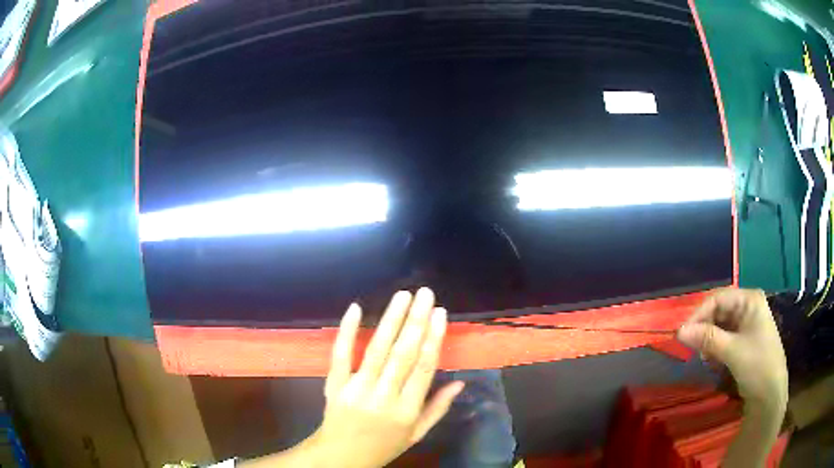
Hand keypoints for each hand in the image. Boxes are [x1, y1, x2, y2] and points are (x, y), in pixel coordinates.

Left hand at [307, 288, 462, 467]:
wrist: (341, 456)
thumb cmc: (383, 446)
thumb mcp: (416, 434)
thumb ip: (438, 408)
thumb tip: (460, 382)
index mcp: (406, 411)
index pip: (423, 369)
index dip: (433, 339)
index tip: (440, 313)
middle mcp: (383, 397)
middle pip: (402, 355)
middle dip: (415, 321)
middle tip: (425, 294)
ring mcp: (356, 389)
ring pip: (377, 350)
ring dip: (391, 320)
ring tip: (403, 296)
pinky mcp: (335, 385)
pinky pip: (340, 355)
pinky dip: (347, 331)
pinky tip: (356, 309)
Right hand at [677, 288, 787, 410]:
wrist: (770, 394)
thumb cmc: (757, 365)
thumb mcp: (732, 351)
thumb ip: (707, 339)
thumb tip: (678, 331)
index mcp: (750, 300)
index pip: (718, 298)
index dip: (699, 314)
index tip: (681, 334)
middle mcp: (748, 307)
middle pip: (719, 311)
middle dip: (704, 329)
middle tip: (691, 348)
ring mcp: (746, 324)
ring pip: (720, 325)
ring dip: (709, 340)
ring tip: (704, 357)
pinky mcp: (743, 340)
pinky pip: (724, 338)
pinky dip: (715, 348)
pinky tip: (713, 361)